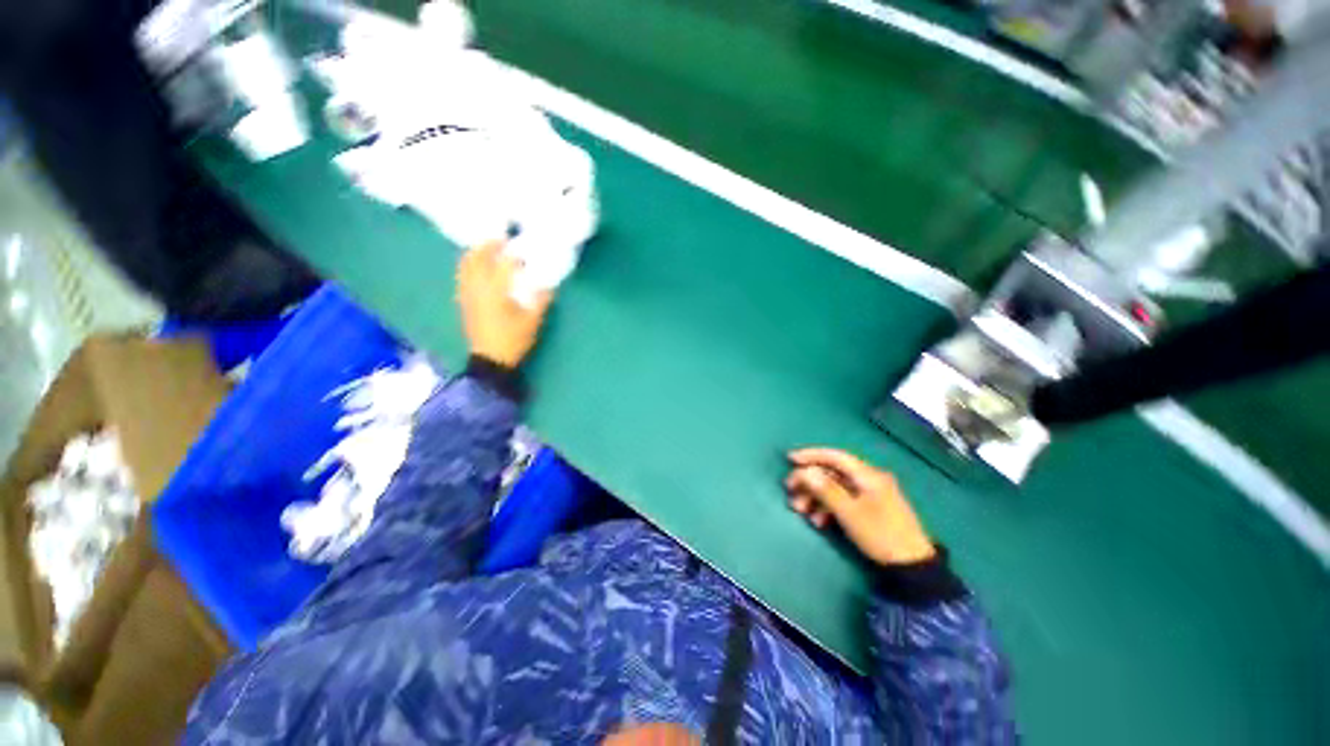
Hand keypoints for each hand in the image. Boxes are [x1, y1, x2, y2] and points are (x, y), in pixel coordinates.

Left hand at [457, 241, 552, 367]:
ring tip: (487, 248)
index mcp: (495, 291)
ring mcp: (467, 294)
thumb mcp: (532, 321)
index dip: (513, 254)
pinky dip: (469, 266)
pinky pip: (463, 276)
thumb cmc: (513, 340)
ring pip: (466, 266)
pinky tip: (478, 267)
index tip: (523, 248)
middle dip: (488, 246)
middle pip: (477, 259)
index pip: (503, 264)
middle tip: (501, 239)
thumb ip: (541, 301)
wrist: (490, 360)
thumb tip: (548, 285)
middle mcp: (477, 288)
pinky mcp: (464, 302)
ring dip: (475, 253)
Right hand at [785, 448, 935, 566]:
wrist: (912, 566)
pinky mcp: (870, 508)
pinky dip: (827, 507)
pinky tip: (818, 521)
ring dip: (815, 497)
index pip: (835, 456)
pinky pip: (843, 500)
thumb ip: (825, 489)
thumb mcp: (849, 512)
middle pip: (832, 473)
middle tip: (790, 491)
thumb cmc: (879, 534)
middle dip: (809, 482)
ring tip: (801, 511)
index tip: (790, 460)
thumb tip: (804, 472)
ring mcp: (870, 494)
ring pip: (834, 488)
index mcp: (868, 475)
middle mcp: (869, 479)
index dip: (811, 455)